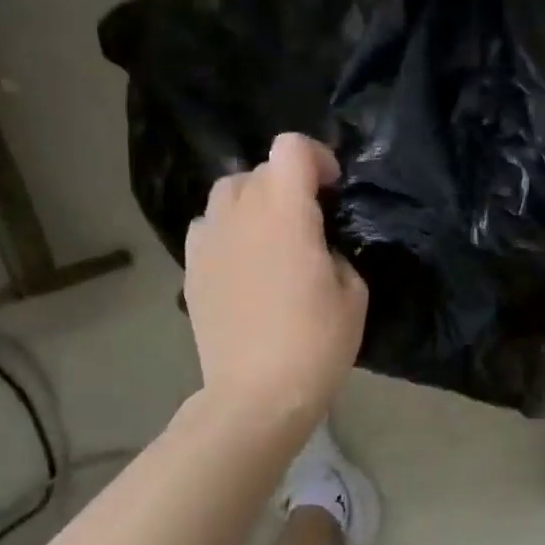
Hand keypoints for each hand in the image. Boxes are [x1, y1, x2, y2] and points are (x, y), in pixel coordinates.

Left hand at [184, 133, 367, 421]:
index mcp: (284, 213)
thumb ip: (335, 253)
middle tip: (308, 220)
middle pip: (258, 170)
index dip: (316, 157)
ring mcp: (208, 241)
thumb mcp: (353, 294)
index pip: (291, 149)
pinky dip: (228, 232)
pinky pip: (209, 229)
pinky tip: (244, 264)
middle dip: (287, 184)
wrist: (256, 394)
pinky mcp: (191, 269)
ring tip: (272, 237)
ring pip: (227, 195)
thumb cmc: (316, 344)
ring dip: (254, 203)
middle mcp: (239, 214)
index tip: (332, 189)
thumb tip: (318, 248)